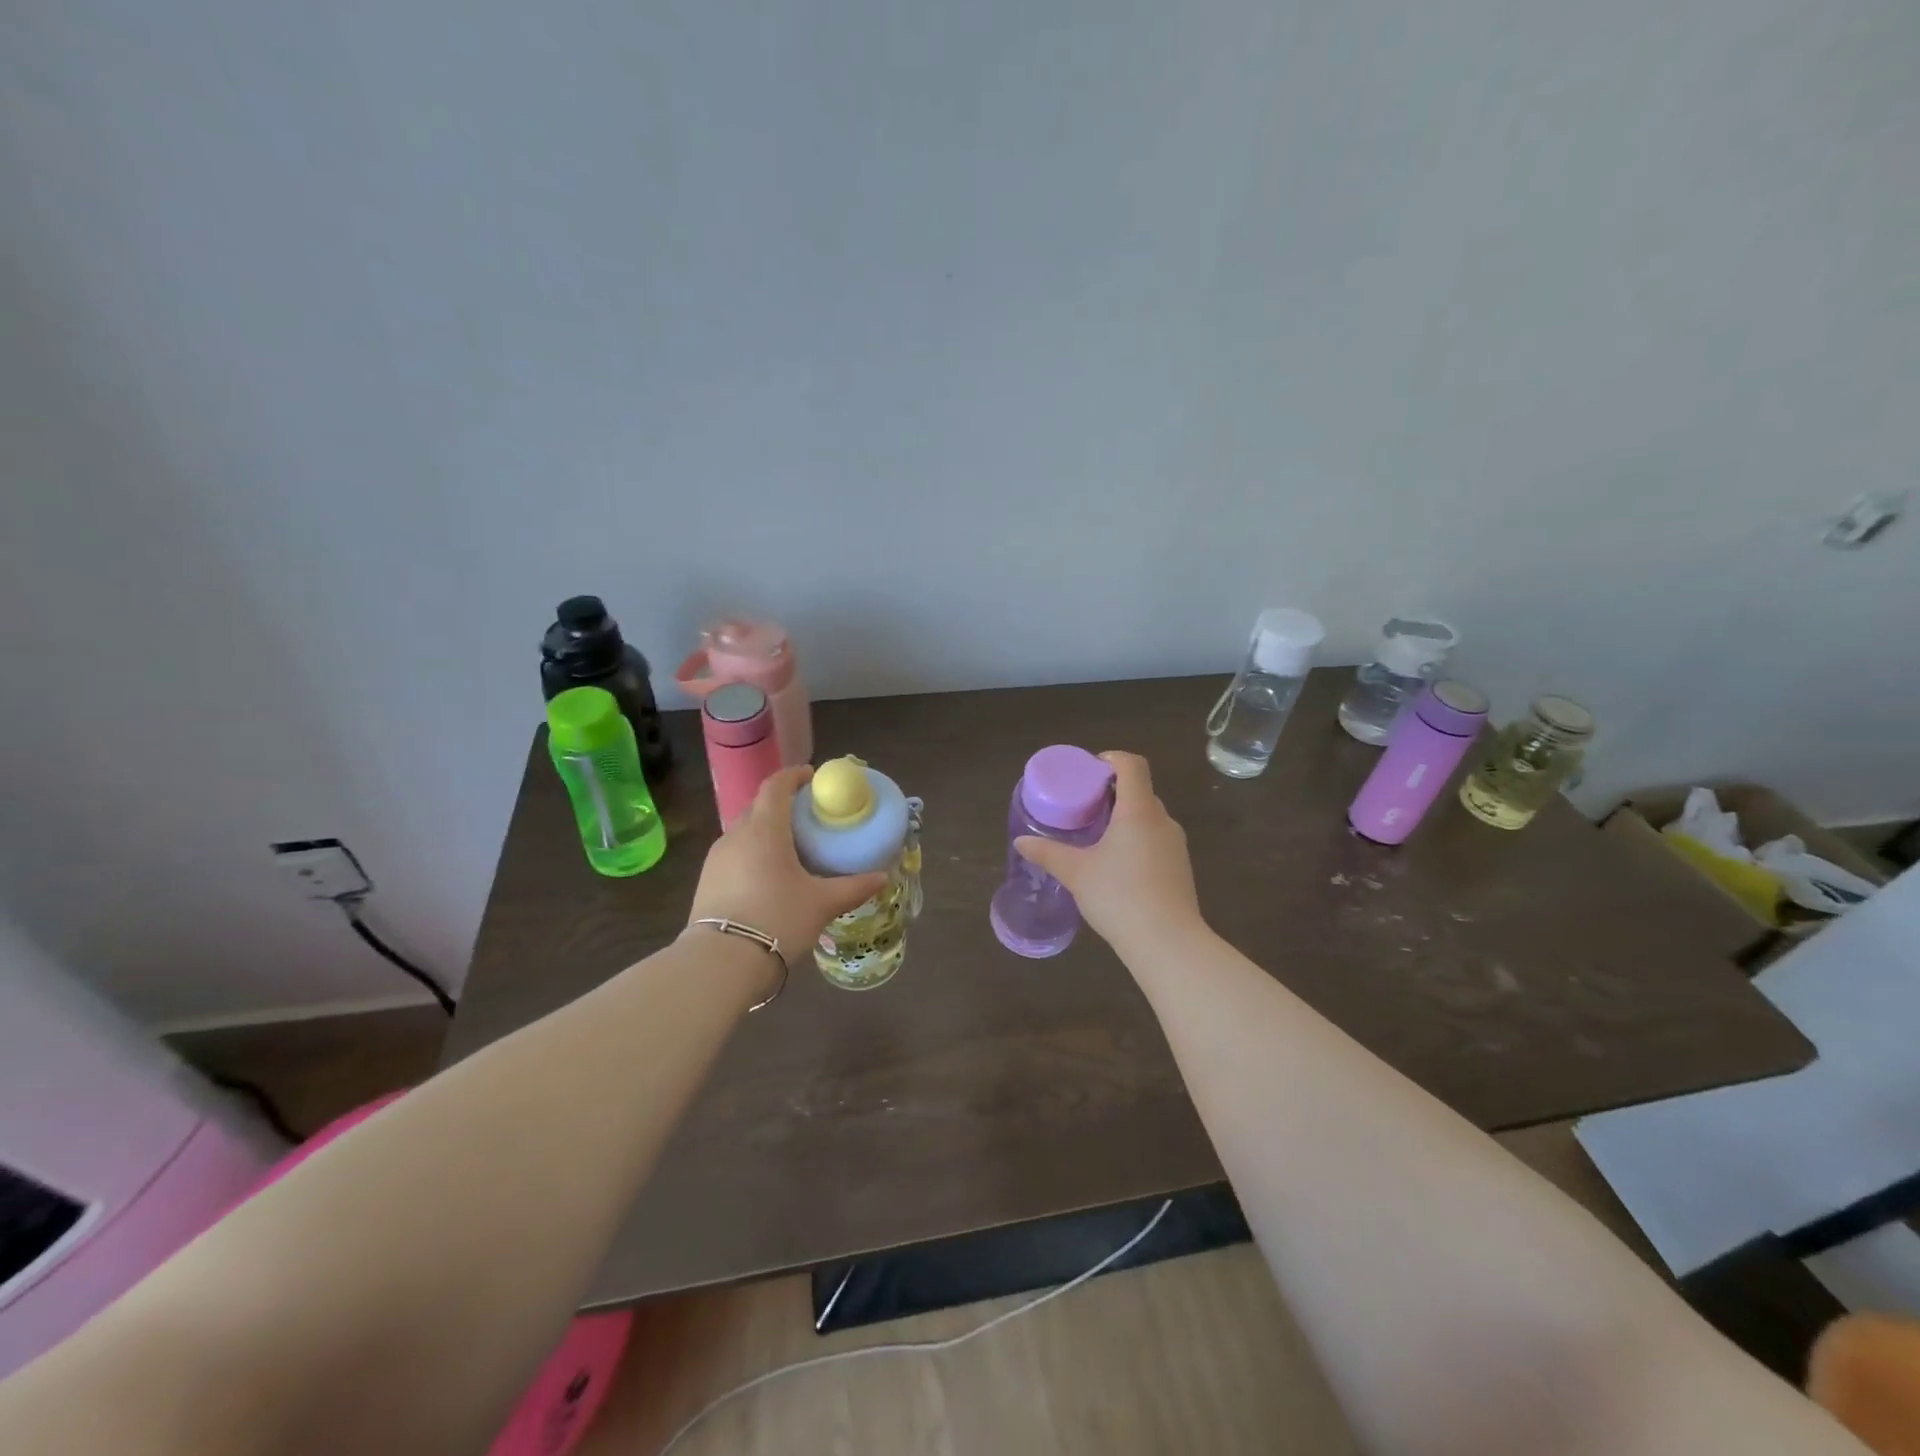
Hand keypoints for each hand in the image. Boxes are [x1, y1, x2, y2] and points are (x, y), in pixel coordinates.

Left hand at [686, 765, 888, 966]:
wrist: (721, 963)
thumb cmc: (778, 920)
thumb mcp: (822, 904)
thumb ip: (853, 887)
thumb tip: (882, 877)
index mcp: (764, 830)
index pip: (775, 786)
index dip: (794, 775)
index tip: (812, 777)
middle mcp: (736, 835)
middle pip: (759, 806)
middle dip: (782, 804)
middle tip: (808, 817)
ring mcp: (716, 859)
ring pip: (744, 831)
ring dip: (766, 830)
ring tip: (791, 848)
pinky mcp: (706, 881)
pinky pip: (734, 854)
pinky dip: (753, 853)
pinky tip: (768, 876)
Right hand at [1014, 751, 1203, 958]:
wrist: (1168, 944)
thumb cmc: (1119, 897)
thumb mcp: (1076, 873)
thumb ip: (1048, 853)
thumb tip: (1021, 842)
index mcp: (1138, 811)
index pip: (1132, 765)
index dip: (1111, 760)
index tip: (1088, 772)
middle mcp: (1162, 821)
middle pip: (1140, 790)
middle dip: (1112, 792)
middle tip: (1084, 806)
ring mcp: (1176, 845)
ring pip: (1149, 817)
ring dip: (1124, 817)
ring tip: (1097, 836)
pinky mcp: (1180, 868)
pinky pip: (1156, 840)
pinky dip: (1136, 839)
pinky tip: (1117, 865)